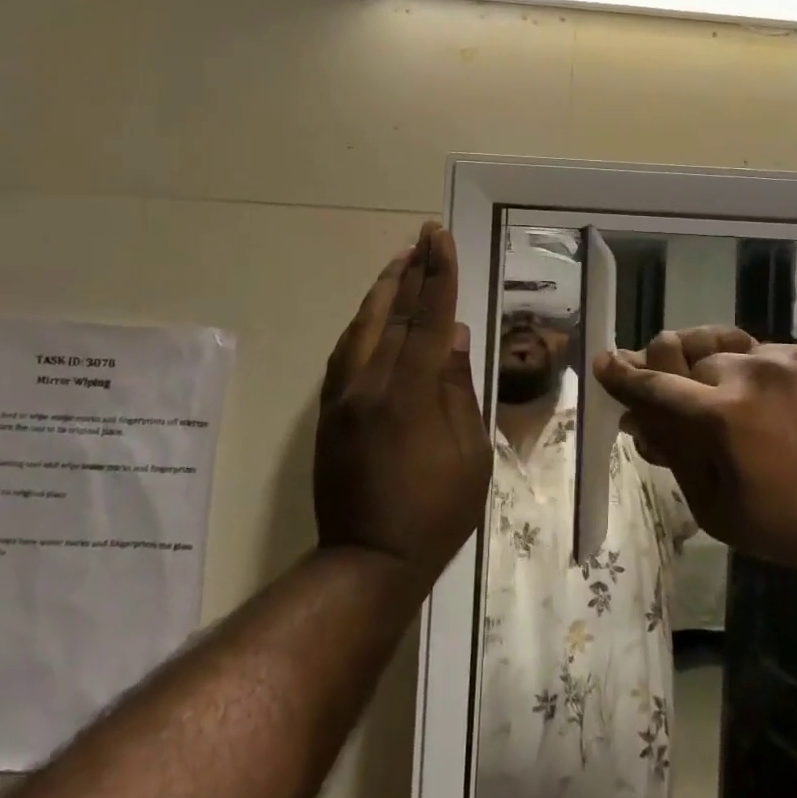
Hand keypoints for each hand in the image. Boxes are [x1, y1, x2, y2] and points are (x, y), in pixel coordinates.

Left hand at [314, 223, 490, 587]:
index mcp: (408, 394)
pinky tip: (372, 313)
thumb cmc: (435, 512)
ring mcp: (342, 398)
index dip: (437, 275)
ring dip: (382, 292)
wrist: (367, 561)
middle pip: (391, 314)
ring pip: (361, 328)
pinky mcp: (328, 413)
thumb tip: (452, 335)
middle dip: (409, 271)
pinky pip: (344, 353)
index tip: (440, 239)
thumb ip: (457, 388)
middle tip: (421, 236)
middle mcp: (369, 385)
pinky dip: (362, 324)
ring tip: (399, 262)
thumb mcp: (468, 453)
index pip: (427, 319)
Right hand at [595, 330, 796, 576]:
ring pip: (741, 351)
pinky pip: (787, 354)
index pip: (654, 383)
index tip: (606, 359)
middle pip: (695, 357)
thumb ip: (675, 457)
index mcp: (721, 415)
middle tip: (698, 404)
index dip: (624, 373)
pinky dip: (781, 377)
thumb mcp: (720, 510)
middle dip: (687, 380)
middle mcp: (753, 370)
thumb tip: (638, 422)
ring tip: (757, 408)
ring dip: (735, 376)